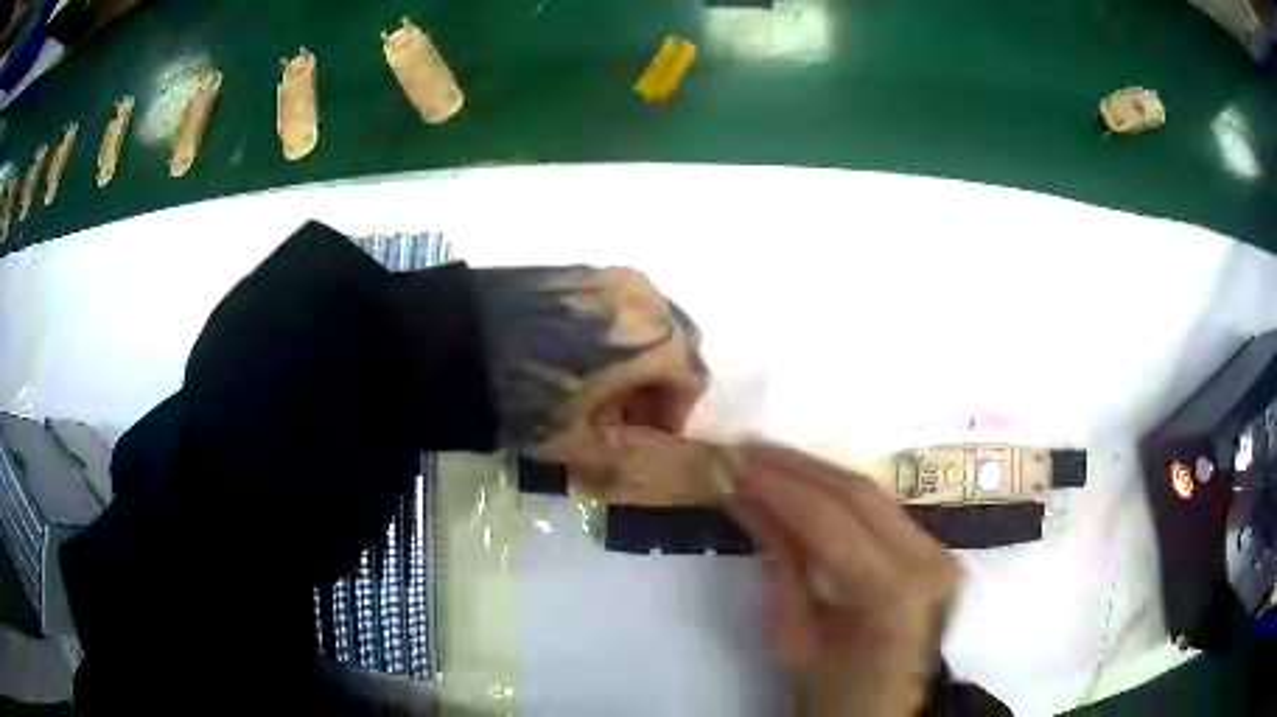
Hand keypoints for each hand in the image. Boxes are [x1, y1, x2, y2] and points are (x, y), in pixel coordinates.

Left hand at [472, 266, 707, 487]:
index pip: (692, 378)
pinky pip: (618, 303)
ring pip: (649, 319)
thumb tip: (640, 448)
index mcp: (656, 338)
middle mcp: (644, 296)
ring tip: (598, 385)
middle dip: (660, 381)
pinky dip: (615, 331)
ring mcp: (610, 275)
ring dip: (639, 355)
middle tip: (623, 412)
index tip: (643, 434)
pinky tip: (578, 355)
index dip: (674, 414)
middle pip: (677, 342)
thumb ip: (624, 453)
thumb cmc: (520, 396)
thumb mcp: (575, 443)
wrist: (450, 341)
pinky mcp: (578, 269)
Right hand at [728, 445, 961, 716]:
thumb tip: (742, 498)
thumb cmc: (833, 692)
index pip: (831, 522)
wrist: (884, 711)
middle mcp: (927, 560)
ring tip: (763, 457)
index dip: (777, 487)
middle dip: (793, 467)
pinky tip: (802, 479)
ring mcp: (938, 550)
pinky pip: (880, 506)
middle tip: (741, 450)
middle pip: (857, 493)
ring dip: (813, 470)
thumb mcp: (793, 637)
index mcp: (894, 595)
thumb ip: (778, 562)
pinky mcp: (935, 546)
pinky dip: (835, 490)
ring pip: (871, 490)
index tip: (731, 464)